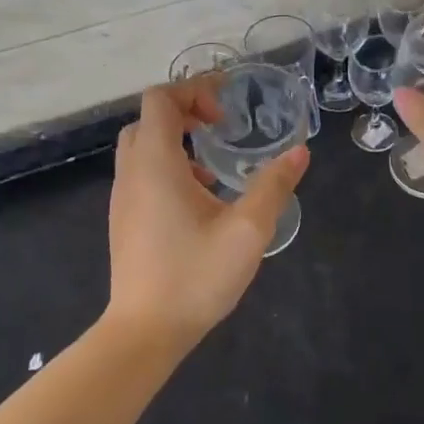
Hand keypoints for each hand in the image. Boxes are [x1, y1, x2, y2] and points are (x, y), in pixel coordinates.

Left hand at [106, 79, 309, 353]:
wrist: (144, 333)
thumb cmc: (194, 276)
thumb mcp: (247, 230)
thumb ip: (273, 185)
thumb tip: (300, 152)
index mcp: (156, 163)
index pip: (161, 99)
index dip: (194, 90)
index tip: (226, 109)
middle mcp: (132, 172)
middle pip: (149, 119)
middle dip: (184, 111)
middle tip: (219, 127)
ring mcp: (123, 197)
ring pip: (143, 146)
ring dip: (176, 140)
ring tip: (213, 165)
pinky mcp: (124, 219)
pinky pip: (141, 172)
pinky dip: (167, 165)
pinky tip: (199, 199)